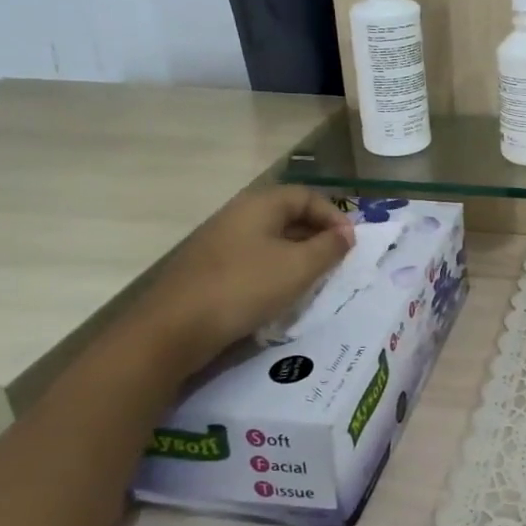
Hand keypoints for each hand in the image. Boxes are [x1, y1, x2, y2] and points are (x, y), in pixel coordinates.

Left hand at [131, 184, 353, 372]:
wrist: (174, 329)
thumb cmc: (244, 288)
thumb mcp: (298, 268)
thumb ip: (329, 247)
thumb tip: (346, 234)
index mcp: (259, 205)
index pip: (307, 196)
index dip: (334, 216)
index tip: (350, 244)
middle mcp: (238, 215)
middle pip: (288, 216)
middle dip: (318, 237)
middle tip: (336, 264)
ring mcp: (220, 242)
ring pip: (271, 241)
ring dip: (298, 257)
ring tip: (314, 282)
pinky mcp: (210, 269)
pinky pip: (253, 260)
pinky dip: (275, 272)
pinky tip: (281, 296)